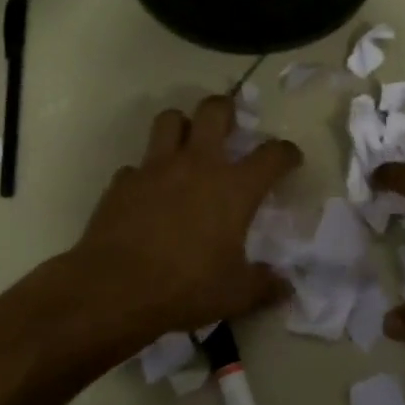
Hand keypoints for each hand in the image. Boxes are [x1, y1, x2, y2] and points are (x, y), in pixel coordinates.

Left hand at [69, 95, 301, 342]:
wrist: (114, 290)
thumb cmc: (186, 288)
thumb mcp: (236, 295)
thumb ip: (264, 286)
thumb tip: (285, 288)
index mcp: (234, 188)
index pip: (272, 155)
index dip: (286, 152)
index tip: (290, 158)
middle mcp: (197, 165)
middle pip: (213, 111)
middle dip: (225, 109)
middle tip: (230, 124)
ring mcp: (155, 169)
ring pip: (169, 120)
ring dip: (181, 125)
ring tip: (186, 143)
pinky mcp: (122, 182)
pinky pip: (137, 164)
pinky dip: (146, 172)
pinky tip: (148, 191)